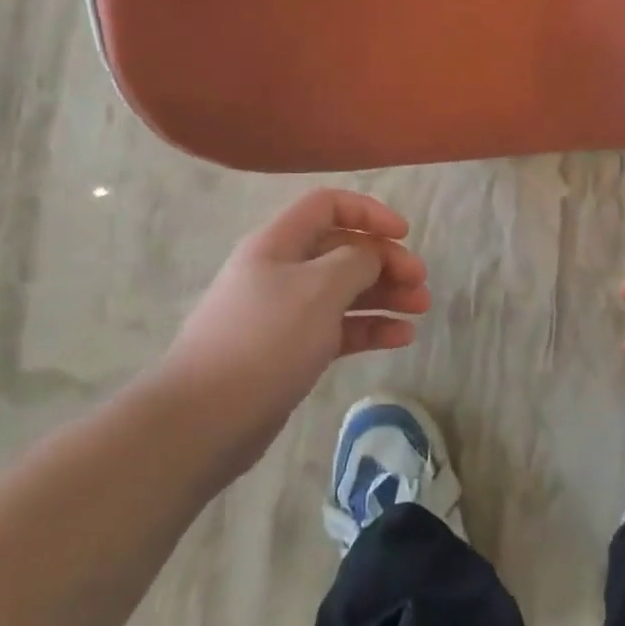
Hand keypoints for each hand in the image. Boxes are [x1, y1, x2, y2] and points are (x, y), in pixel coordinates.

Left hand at [162, 190, 430, 474]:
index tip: (404, 235)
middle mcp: (281, 270)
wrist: (204, 419)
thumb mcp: (319, 289)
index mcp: (278, 243)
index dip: (369, 213)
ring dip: (384, 295)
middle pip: (342, 250)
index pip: (328, 206)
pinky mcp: (291, 351)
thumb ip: (355, 262)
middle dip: (385, 261)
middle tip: (420, 282)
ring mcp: (285, 313)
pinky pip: (338, 329)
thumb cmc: (265, 340)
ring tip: (421, 309)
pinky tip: (401, 337)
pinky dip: (370, 328)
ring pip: (344, 292)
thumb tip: (371, 256)